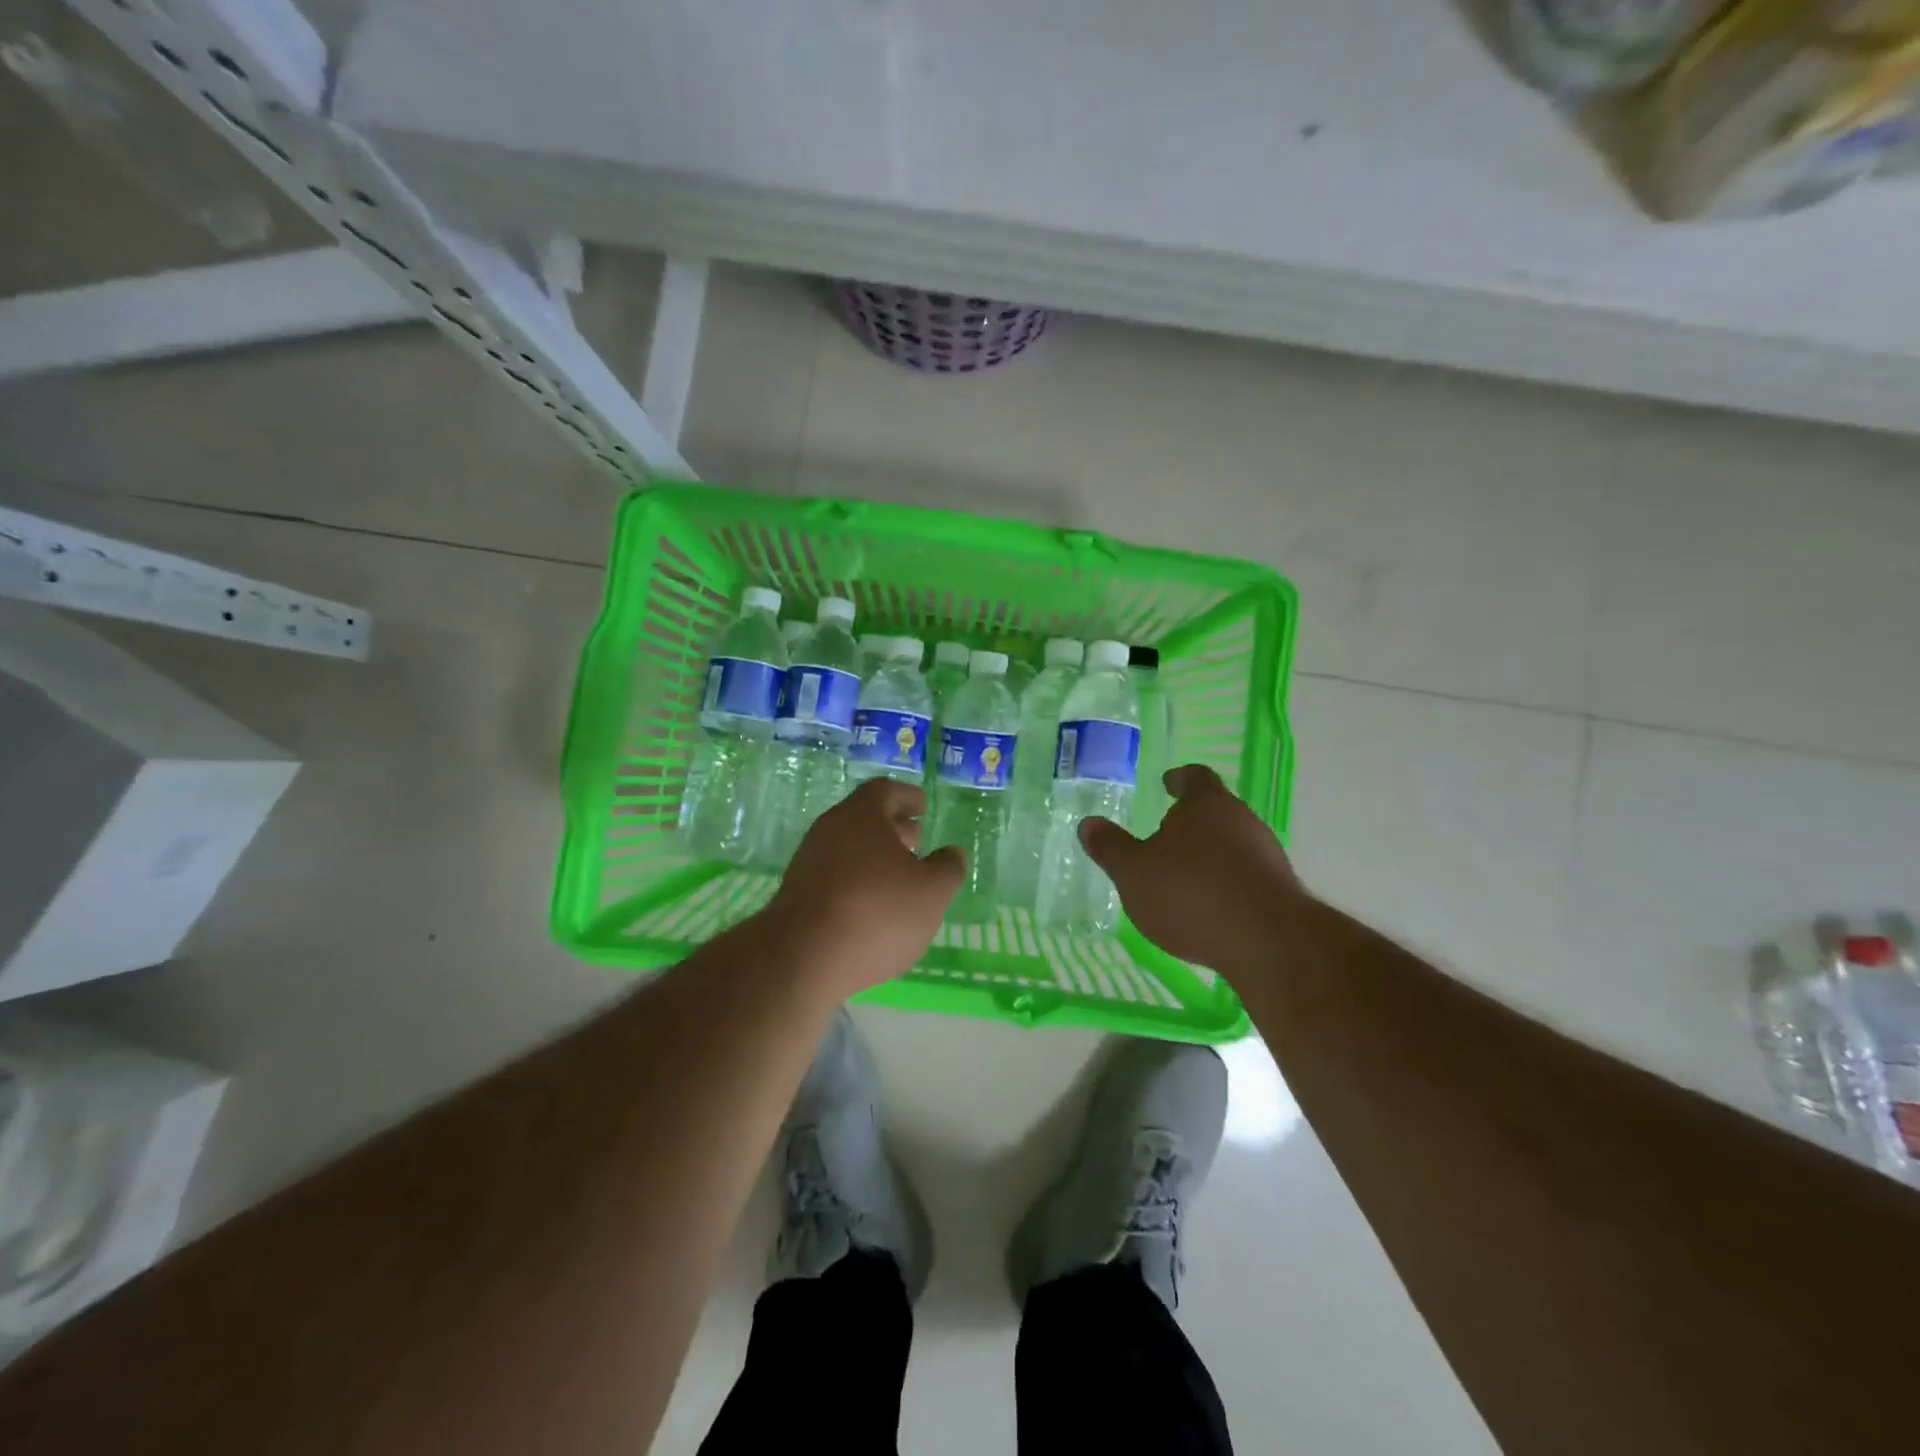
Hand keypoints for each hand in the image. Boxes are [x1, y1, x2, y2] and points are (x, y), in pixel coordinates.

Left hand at [763, 779, 964, 998]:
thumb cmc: (877, 912)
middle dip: (893, 828)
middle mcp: (829, 830)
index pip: (885, 790)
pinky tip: (873, 909)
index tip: (923, 807)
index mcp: (861, 815)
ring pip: (848, 850)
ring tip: (900, 880)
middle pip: (864, 819)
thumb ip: (948, 868)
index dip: (907, 797)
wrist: (802, 959)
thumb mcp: (932, 892)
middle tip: (917, 842)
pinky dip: (857, 884)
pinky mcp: (797, 897)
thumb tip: (951, 854)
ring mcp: (808, 864)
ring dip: (875, 859)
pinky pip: (835, 878)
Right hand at [1080, 764, 1306, 974]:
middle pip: (1216, 810)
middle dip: (1192, 821)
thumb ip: (1111, 847)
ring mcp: (1266, 855)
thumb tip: (1088, 823)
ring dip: (1211, 854)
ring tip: (1185, 876)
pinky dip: (1227, 883)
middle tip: (1166, 836)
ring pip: (1233, 843)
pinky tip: (1210, 907)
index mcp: (1206, 805)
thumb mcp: (1134, 872)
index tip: (1168, 783)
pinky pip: (1246, 875)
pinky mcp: (1280, 889)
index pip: (1195, 777)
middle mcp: (1242, 820)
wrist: (1268, 942)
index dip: (1180, 779)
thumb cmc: (1191, 894)